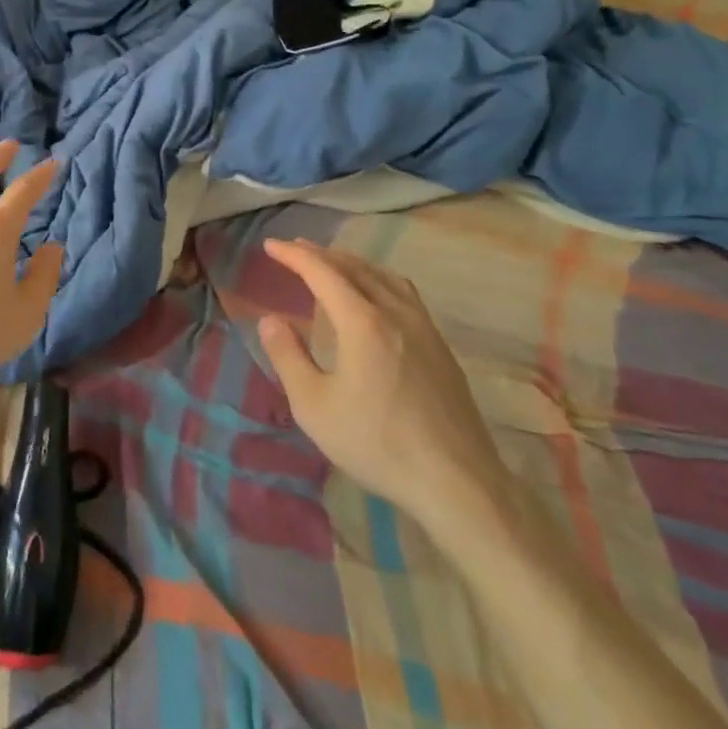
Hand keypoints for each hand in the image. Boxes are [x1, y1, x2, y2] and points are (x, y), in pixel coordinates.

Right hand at [259, 238, 510, 535]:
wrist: (457, 482)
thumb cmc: (377, 443)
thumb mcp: (314, 406)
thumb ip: (287, 357)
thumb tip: (270, 320)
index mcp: (362, 322)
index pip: (322, 272)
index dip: (294, 255)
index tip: (271, 245)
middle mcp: (394, 312)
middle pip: (354, 267)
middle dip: (321, 254)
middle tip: (295, 248)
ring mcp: (423, 327)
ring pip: (383, 276)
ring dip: (352, 263)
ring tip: (332, 264)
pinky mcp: (440, 346)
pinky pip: (403, 292)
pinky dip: (378, 278)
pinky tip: (376, 295)